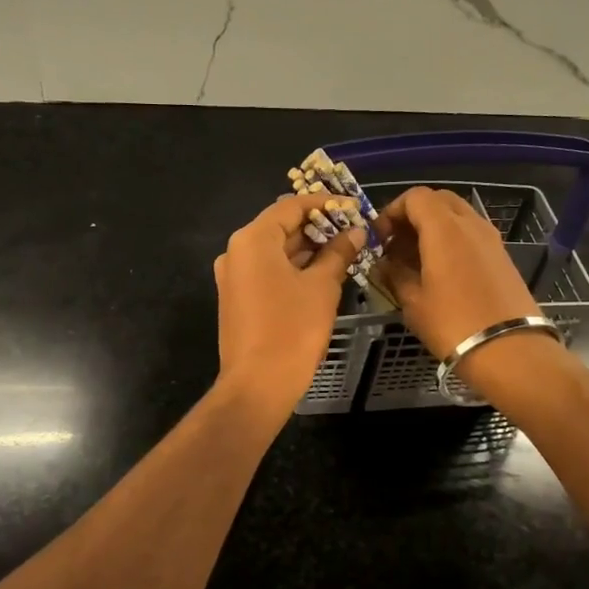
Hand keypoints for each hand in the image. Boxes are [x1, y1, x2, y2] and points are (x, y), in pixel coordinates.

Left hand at [213, 192, 366, 421]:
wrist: (258, 384)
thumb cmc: (292, 329)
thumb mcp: (322, 287)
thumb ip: (338, 253)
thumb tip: (355, 231)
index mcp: (252, 240)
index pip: (291, 206)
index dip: (325, 204)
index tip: (354, 208)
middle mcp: (236, 251)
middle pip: (280, 226)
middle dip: (318, 227)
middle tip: (353, 230)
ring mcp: (233, 276)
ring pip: (274, 251)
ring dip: (307, 248)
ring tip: (345, 250)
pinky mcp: (237, 298)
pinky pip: (267, 271)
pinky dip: (293, 268)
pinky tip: (322, 273)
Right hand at [373, 186, 541, 357]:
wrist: (510, 350)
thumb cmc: (453, 324)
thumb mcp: (413, 303)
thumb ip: (394, 275)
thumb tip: (384, 263)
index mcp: (444, 228)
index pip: (414, 197)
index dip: (391, 211)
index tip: (379, 238)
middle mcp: (470, 223)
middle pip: (438, 200)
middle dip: (413, 215)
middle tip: (396, 244)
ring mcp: (491, 238)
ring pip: (457, 216)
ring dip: (433, 227)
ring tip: (415, 259)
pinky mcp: (502, 256)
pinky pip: (471, 234)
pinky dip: (451, 240)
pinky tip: (440, 271)